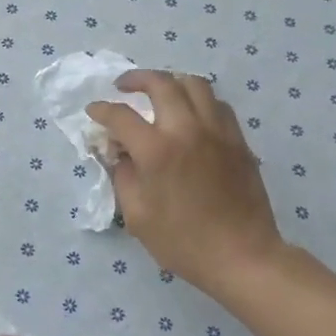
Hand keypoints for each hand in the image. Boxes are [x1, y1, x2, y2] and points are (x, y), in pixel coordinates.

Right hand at [87, 69, 287, 294]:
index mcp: (156, 151)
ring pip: (194, 84)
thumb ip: (122, 175)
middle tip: (123, 87)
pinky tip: (190, 114)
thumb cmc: (182, 242)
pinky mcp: (238, 140)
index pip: (121, 115)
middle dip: (136, 79)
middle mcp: (187, 130)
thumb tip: (118, 151)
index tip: (93, 111)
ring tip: (159, 92)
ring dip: (171, 82)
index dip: (101, 110)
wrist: (242, 256)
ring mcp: (217, 131)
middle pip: (160, 83)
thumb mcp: (137, 215)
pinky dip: (198, 100)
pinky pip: (217, 104)